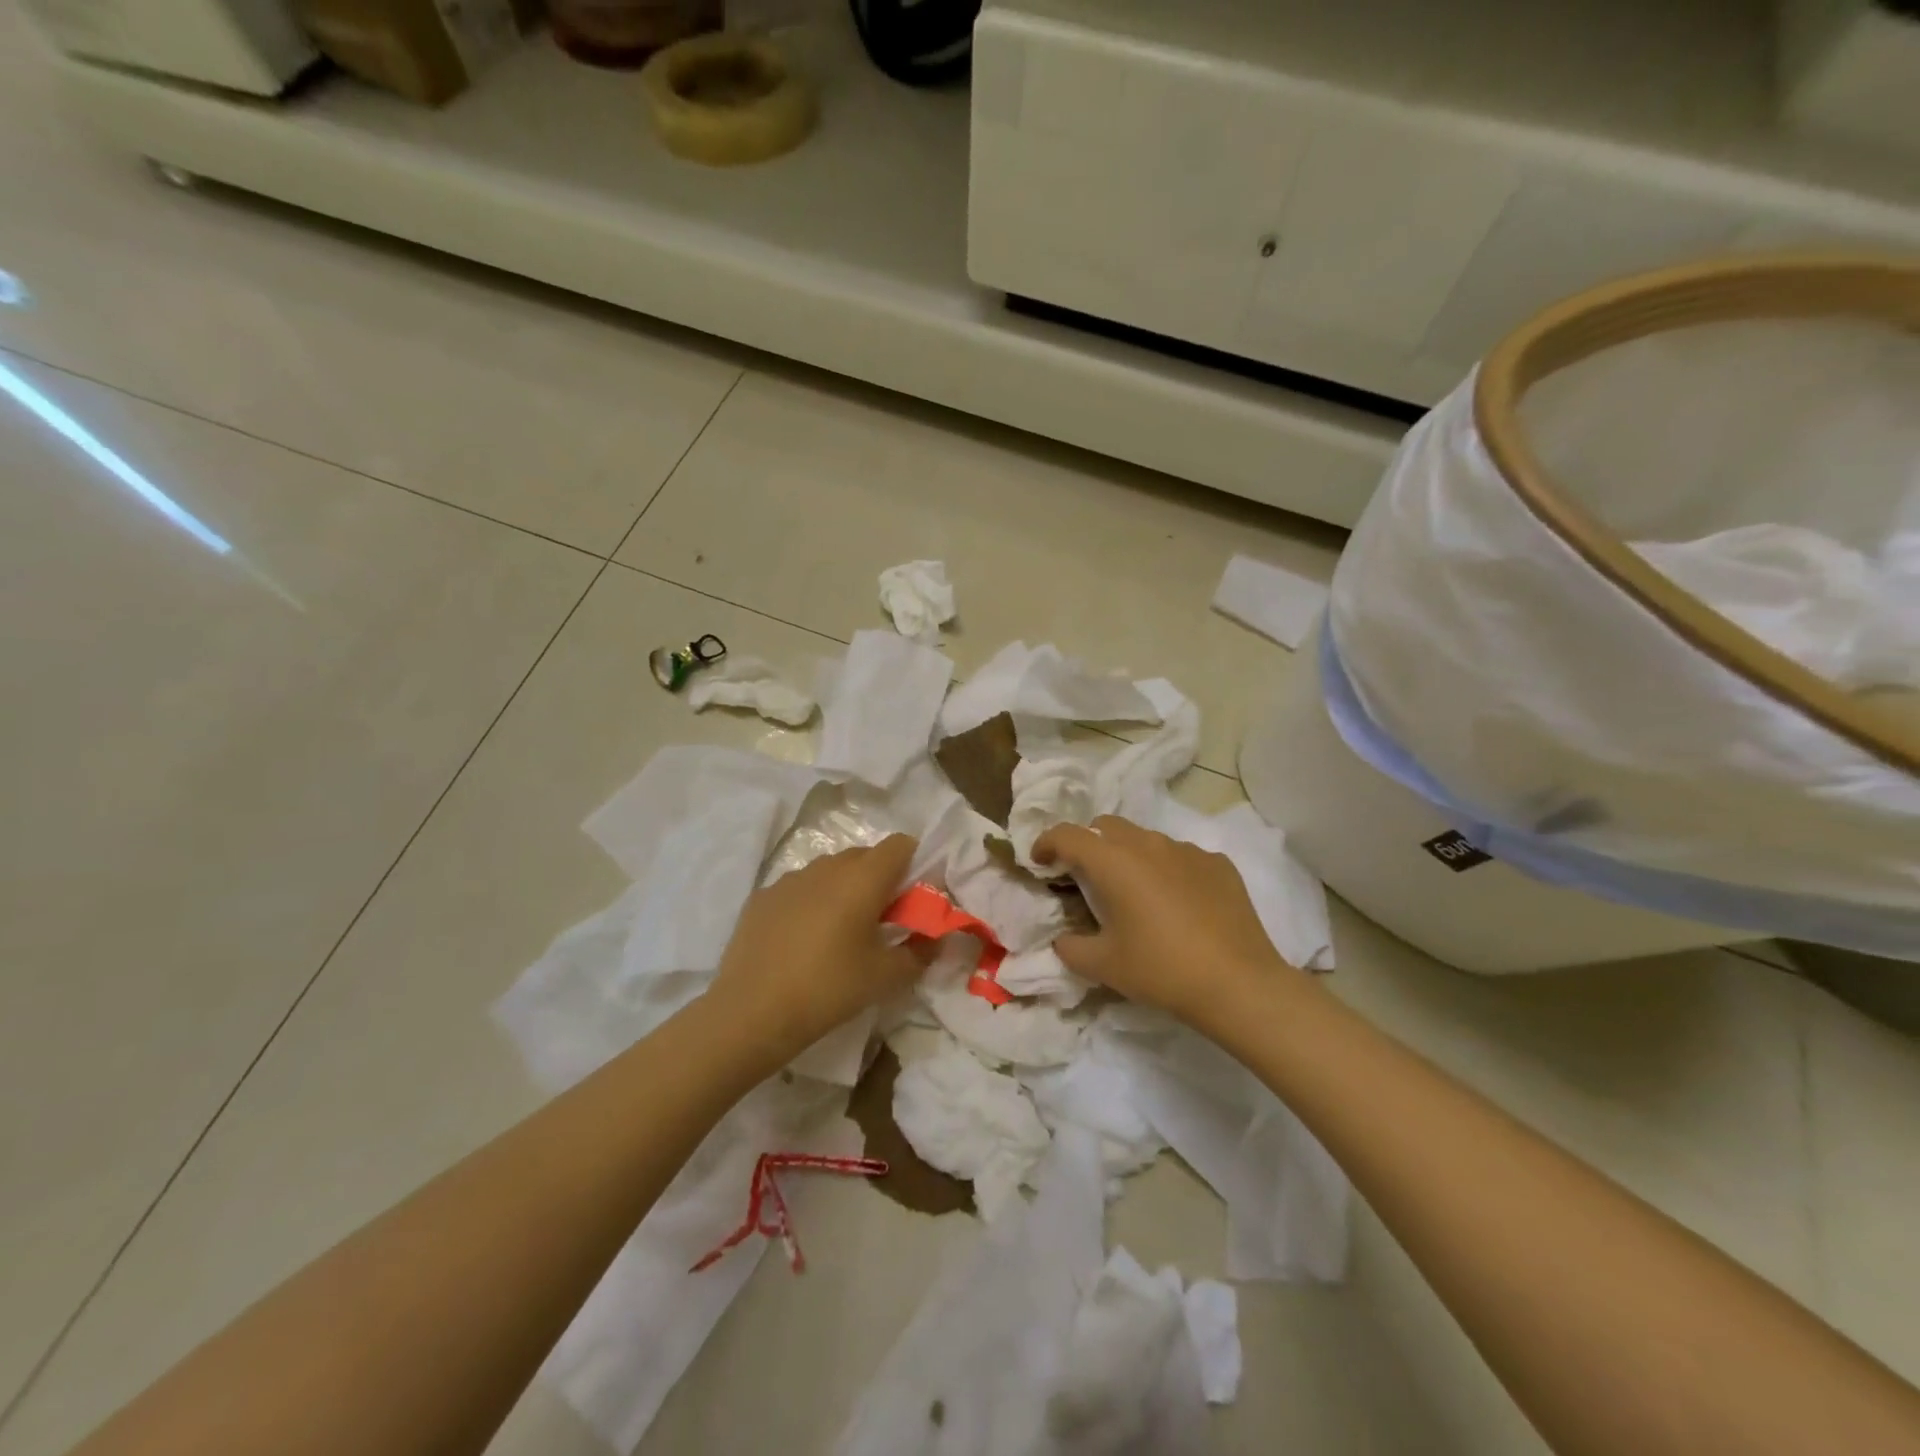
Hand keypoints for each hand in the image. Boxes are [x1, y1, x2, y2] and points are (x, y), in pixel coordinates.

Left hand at [708, 835, 922, 1067]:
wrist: (750, 1013)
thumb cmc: (828, 989)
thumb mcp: (885, 978)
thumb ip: (920, 953)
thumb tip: (935, 939)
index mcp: (863, 878)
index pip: (900, 844)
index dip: (914, 863)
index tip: (913, 897)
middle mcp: (827, 867)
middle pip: (865, 855)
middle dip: (880, 879)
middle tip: (882, 920)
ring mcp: (790, 878)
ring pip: (830, 870)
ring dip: (844, 889)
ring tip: (840, 932)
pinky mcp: (762, 896)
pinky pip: (799, 888)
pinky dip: (810, 902)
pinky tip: (802, 940)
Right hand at [1033, 816, 1287, 1027]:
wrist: (1238, 984)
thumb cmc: (1161, 970)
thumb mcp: (1103, 966)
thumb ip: (1070, 947)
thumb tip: (1063, 939)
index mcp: (1113, 862)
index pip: (1067, 834)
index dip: (1046, 843)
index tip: (1040, 862)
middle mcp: (1148, 844)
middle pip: (1106, 826)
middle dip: (1089, 844)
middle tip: (1087, 878)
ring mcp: (1187, 850)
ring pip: (1145, 839)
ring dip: (1129, 856)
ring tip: (1135, 894)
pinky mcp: (1218, 864)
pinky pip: (1181, 856)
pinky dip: (1167, 870)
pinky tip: (1178, 905)